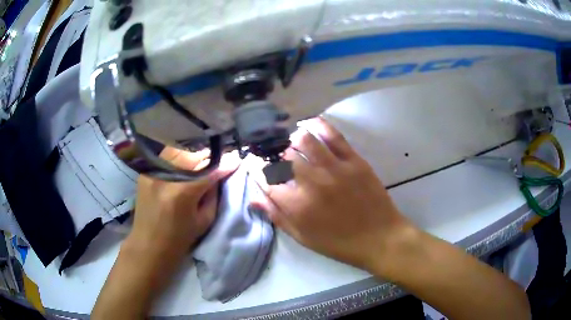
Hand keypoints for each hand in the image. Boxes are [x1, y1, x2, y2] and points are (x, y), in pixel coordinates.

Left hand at [127, 147, 238, 263]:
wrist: (148, 245)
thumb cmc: (179, 239)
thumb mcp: (204, 221)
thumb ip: (213, 195)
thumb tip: (219, 175)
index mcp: (182, 192)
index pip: (210, 171)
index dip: (225, 164)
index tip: (237, 160)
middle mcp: (166, 176)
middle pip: (194, 157)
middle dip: (210, 159)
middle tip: (221, 162)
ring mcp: (153, 172)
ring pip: (181, 153)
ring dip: (194, 158)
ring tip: (203, 164)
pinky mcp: (146, 172)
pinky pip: (167, 158)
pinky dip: (179, 159)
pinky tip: (185, 167)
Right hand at [251, 117, 413, 271]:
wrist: (379, 237)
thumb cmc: (339, 243)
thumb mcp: (303, 237)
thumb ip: (277, 216)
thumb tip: (253, 197)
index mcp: (297, 206)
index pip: (266, 179)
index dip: (257, 171)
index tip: (257, 168)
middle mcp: (312, 182)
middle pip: (283, 157)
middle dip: (274, 156)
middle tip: (276, 157)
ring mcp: (335, 168)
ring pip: (305, 140)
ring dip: (293, 139)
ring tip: (293, 143)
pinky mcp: (354, 160)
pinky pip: (333, 135)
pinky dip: (318, 126)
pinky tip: (311, 124)